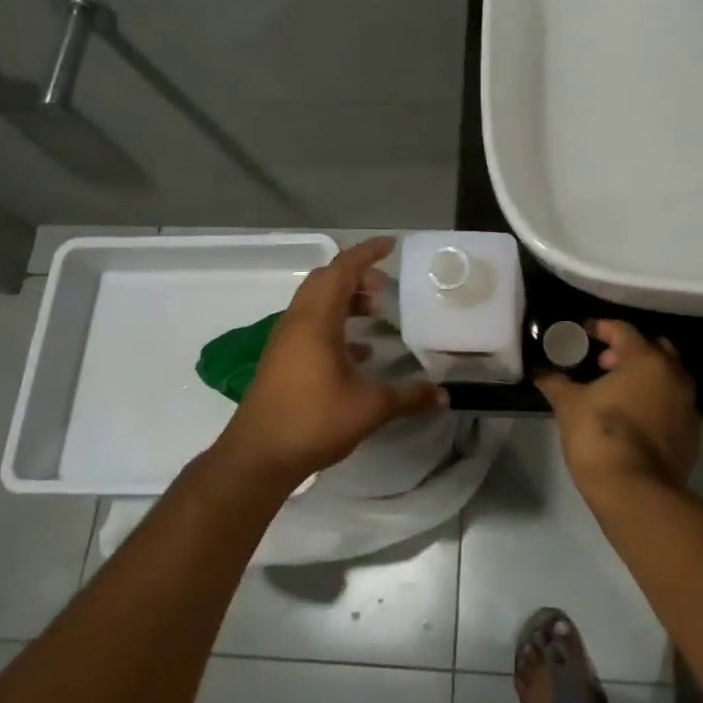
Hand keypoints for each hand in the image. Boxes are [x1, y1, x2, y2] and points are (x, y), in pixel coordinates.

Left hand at [214, 237, 446, 486]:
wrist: (258, 456)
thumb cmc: (314, 420)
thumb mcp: (370, 407)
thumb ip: (409, 396)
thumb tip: (444, 395)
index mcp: (316, 320)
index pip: (342, 269)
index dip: (367, 253)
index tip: (392, 245)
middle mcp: (297, 322)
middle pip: (326, 281)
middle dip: (357, 276)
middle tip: (386, 288)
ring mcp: (286, 342)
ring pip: (316, 304)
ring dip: (345, 301)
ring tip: (376, 314)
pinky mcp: (282, 361)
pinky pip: (311, 327)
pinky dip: (336, 326)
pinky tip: (359, 353)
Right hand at [536, 320, 700, 496]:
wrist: (636, 492)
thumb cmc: (600, 437)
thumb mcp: (569, 405)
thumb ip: (555, 382)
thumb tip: (540, 372)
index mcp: (645, 359)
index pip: (623, 330)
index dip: (601, 328)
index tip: (583, 333)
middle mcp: (674, 375)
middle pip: (655, 348)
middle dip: (630, 350)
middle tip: (604, 363)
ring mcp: (688, 405)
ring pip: (669, 376)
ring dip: (646, 376)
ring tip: (617, 391)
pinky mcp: (693, 432)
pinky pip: (674, 404)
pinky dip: (657, 401)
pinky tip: (634, 417)